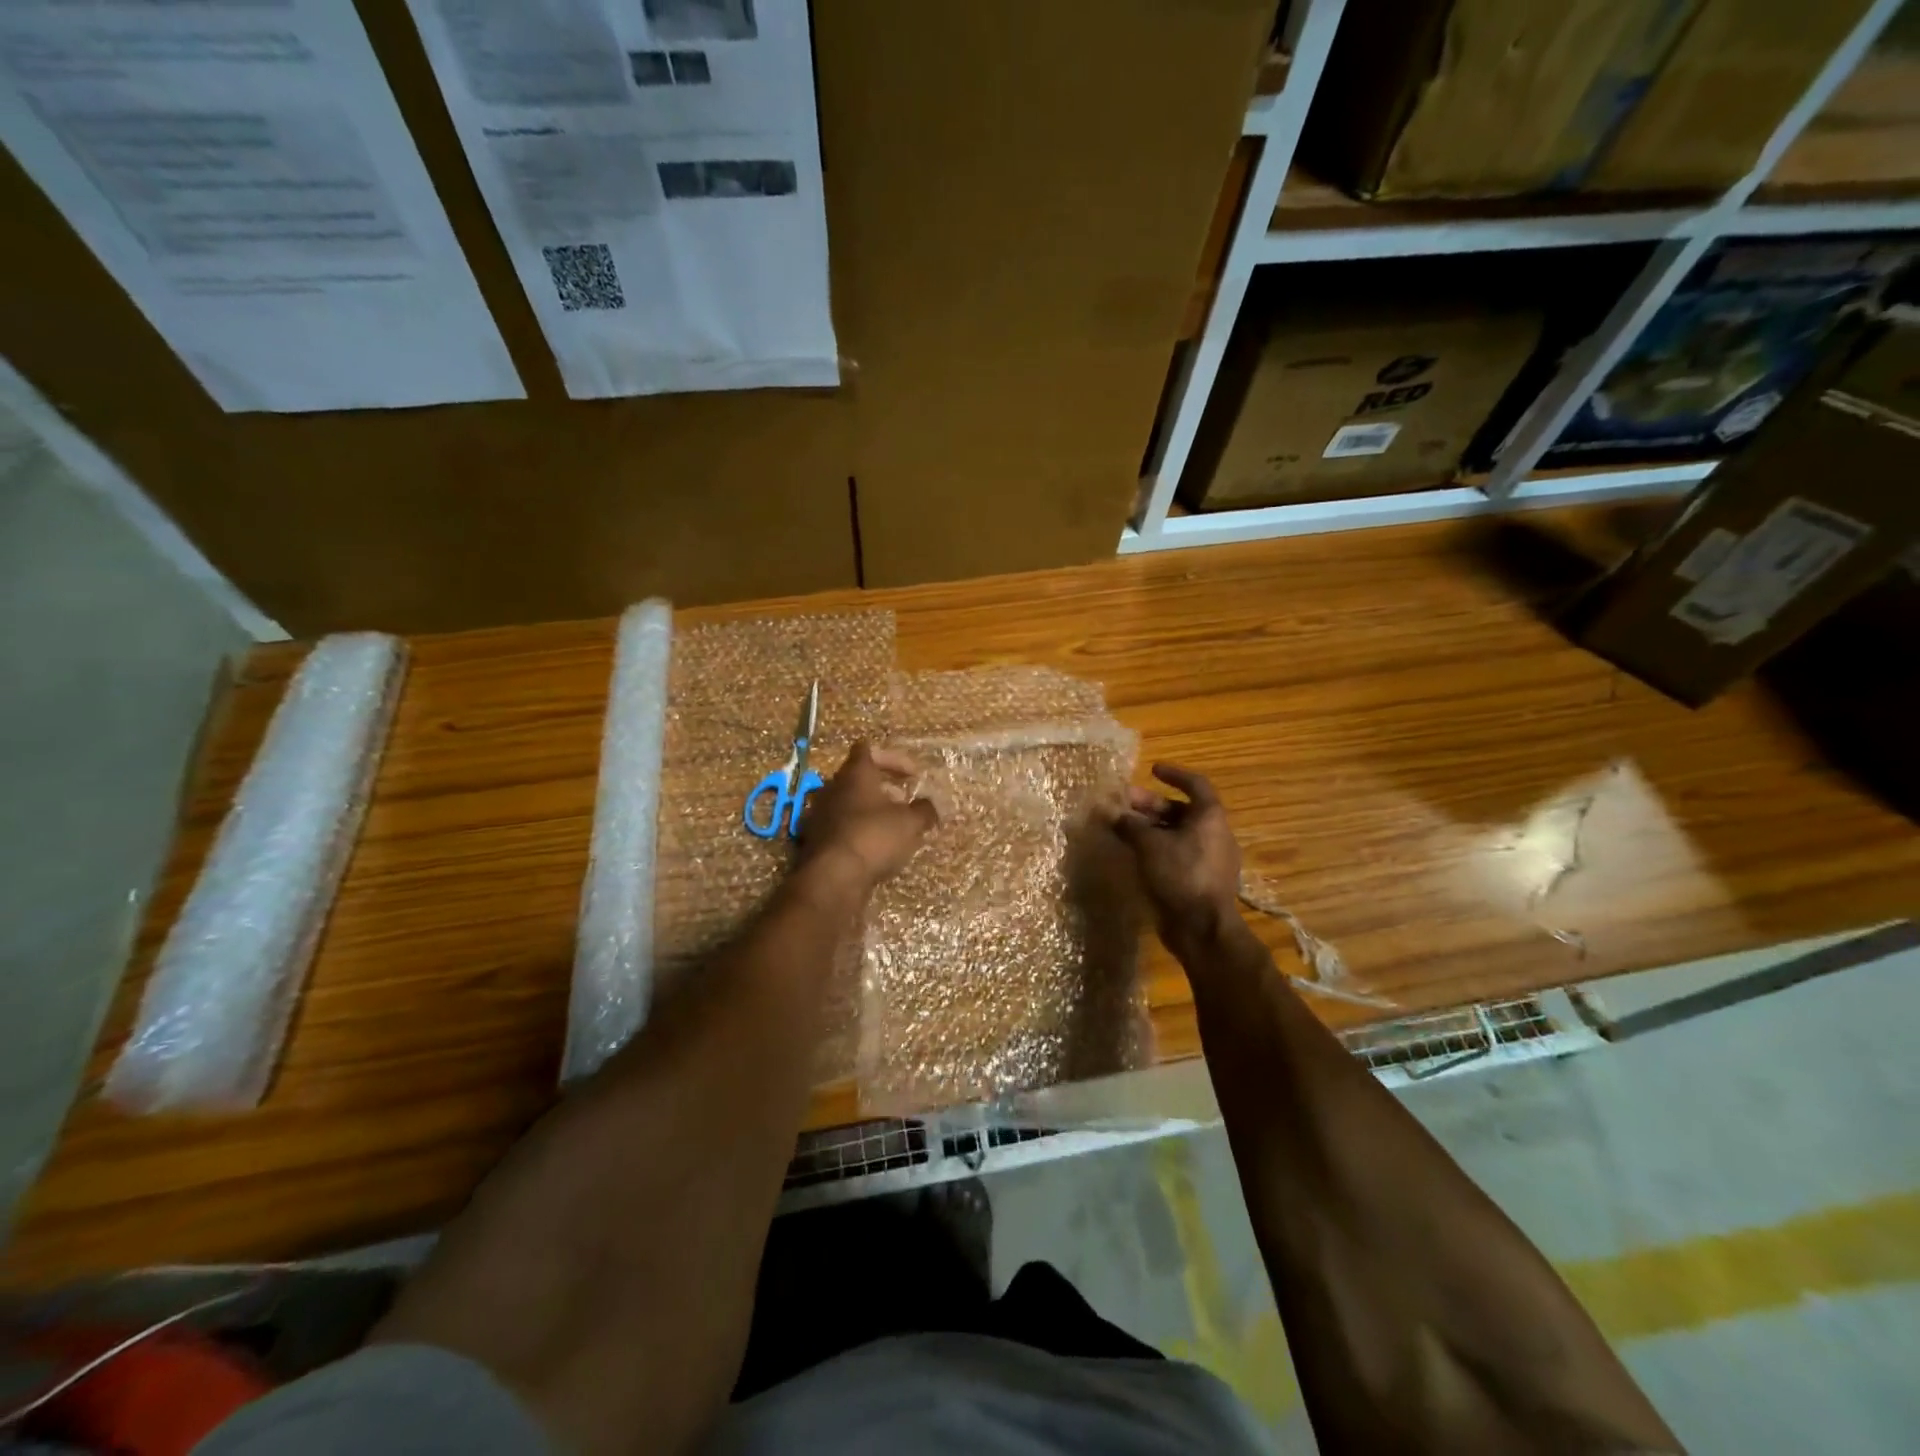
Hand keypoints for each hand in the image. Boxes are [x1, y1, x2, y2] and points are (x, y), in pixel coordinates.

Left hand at [795, 742, 938, 893]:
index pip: (868, 749)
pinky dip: (857, 829)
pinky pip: (840, 825)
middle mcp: (833, 787)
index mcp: (855, 773)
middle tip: (905, 802)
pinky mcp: (814, 839)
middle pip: (859, 777)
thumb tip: (931, 805)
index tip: (913, 774)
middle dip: (884, 787)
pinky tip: (873, 847)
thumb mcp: (910, 823)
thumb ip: (924, 810)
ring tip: (892, 827)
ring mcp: (819, 813)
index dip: (893, 758)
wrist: (832, 878)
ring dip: (870, 810)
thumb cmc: (874, 837)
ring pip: (849, 802)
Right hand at [1111, 763, 1243, 954]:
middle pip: (1181, 811)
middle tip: (1123, 803)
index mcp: (1210, 818)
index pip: (1196, 785)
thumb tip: (1109, 812)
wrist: (1202, 928)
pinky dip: (1156, 848)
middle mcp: (1214, 834)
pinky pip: (1176, 854)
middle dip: (1150, 805)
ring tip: (1122, 829)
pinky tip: (1134, 853)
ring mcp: (1209, 859)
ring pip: (1176, 834)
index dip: (1174, 774)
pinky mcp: (1199, 880)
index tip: (1152, 770)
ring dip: (1150, 828)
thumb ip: (1129, 825)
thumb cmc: (1181, 875)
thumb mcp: (1149, 845)